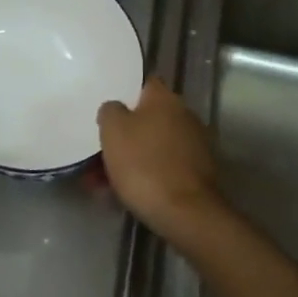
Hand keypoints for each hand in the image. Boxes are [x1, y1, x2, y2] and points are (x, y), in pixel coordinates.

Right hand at [98, 78, 228, 247]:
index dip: (124, 93)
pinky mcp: (198, 173)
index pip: (144, 83)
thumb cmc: (144, 164)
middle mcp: (184, 116)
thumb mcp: (113, 130)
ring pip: (152, 145)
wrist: (186, 213)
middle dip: (124, 133)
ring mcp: (195, 145)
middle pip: (147, 118)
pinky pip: (163, 166)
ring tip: (102, 180)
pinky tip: (124, 193)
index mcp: (165, 99)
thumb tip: (116, 108)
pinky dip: (145, 175)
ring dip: (130, 157)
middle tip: (99, 150)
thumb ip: (110, 110)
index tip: (107, 109)